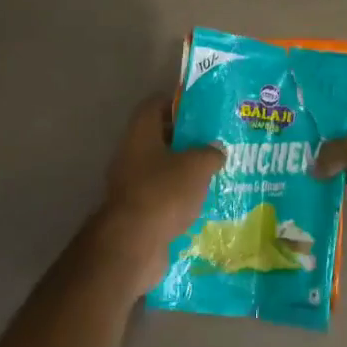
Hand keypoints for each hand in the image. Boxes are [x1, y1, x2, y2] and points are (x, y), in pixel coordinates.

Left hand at [88, 95, 223, 293]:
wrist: (134, 244)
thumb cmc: (164, 193)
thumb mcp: (197, 166)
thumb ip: (210, 152)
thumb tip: (216, 150)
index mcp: (140, 133)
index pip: (155, 104)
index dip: (177, 103)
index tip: (202, 110)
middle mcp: (131, 154)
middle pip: (159, 137)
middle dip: (186, 139)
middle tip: (215, 142)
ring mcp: (131, 184)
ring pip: (162, 168)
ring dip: (184, 170)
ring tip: (215, 173)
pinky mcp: (137, 211)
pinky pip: (161, 195)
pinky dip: (179, 197)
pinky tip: (203, 202)